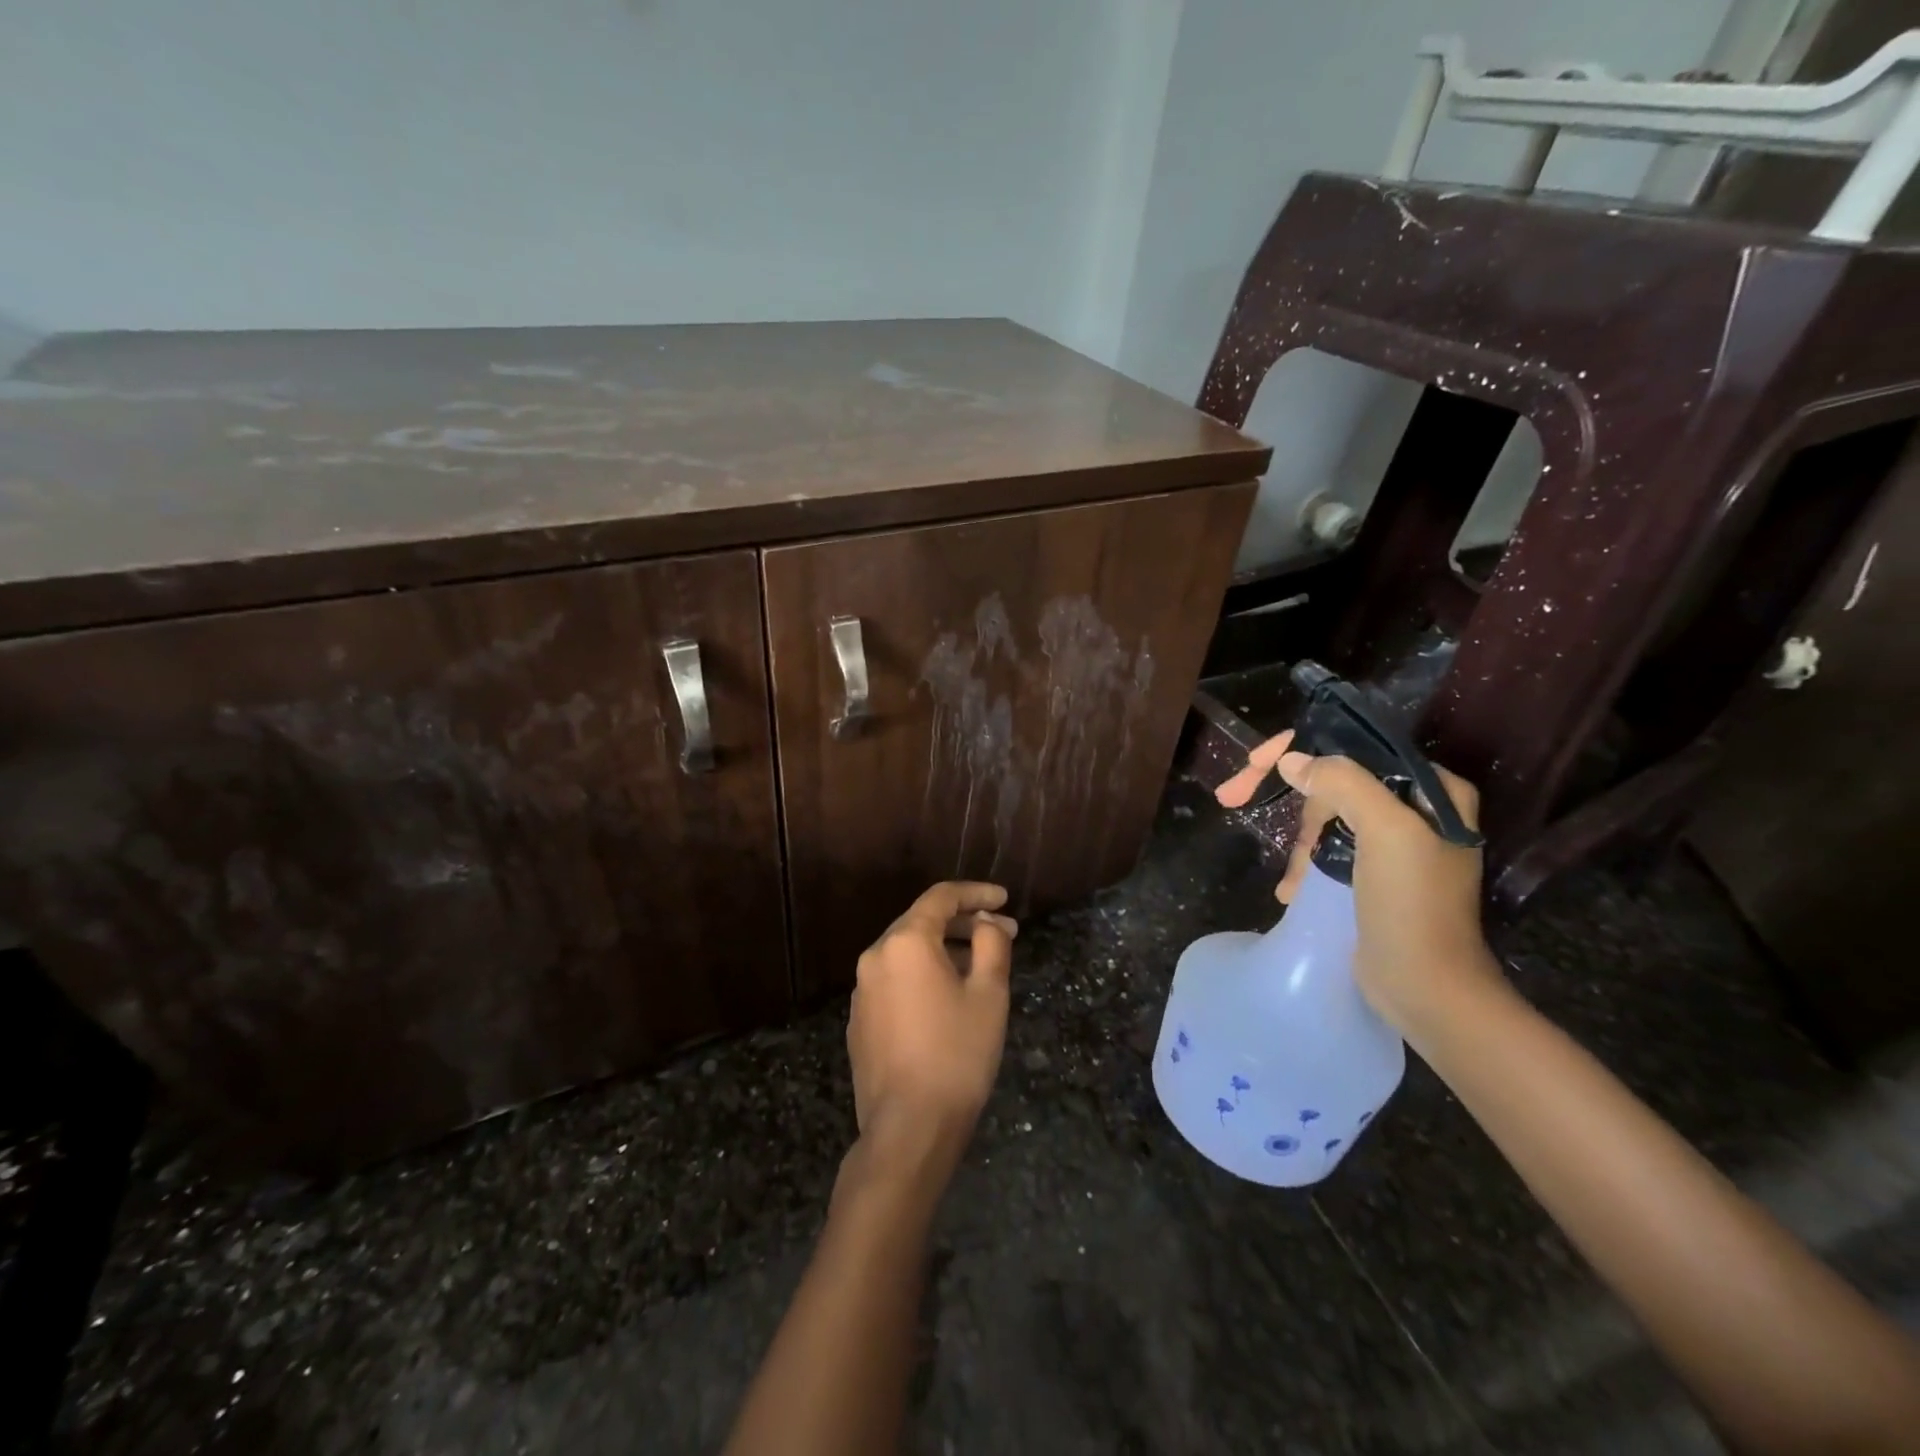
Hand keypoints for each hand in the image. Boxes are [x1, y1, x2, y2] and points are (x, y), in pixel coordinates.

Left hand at [847, 882, 1017, 1160]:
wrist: (908, 1127)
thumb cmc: (957, 1054)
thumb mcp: (989, 994)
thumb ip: (991, 944)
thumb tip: (986, 923)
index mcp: (905, 942)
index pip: (942, 898)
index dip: (977, 894)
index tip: (1005, 900)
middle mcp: (875, 956)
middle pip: (922, 922)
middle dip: (964, 924)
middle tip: (1002, 934)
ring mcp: (862, 990)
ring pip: (908, 953)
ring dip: (945, 950)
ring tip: (980, 967)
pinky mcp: (860, 1020)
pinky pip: (896, 981)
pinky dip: (924, 976)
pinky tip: (948, 999)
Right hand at [1217, 731, 1500, 1038]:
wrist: (1425, 987)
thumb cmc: (1411, 904)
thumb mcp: (1385, 832)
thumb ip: (1342, 783)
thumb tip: (1291, 760)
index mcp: (1431, 789)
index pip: (1356, 747)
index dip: (1300, 749)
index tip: (1253, 764)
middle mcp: (1415, 810)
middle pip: (1335, 783)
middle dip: (1295, 805)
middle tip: (1235, 804)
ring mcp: (1394, 845)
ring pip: (1326, 819)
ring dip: (1300, 847)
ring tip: (1293, 883)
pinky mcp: (1375, 876)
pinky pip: (1328, 851)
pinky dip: (1306, 867)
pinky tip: (1292, 891)